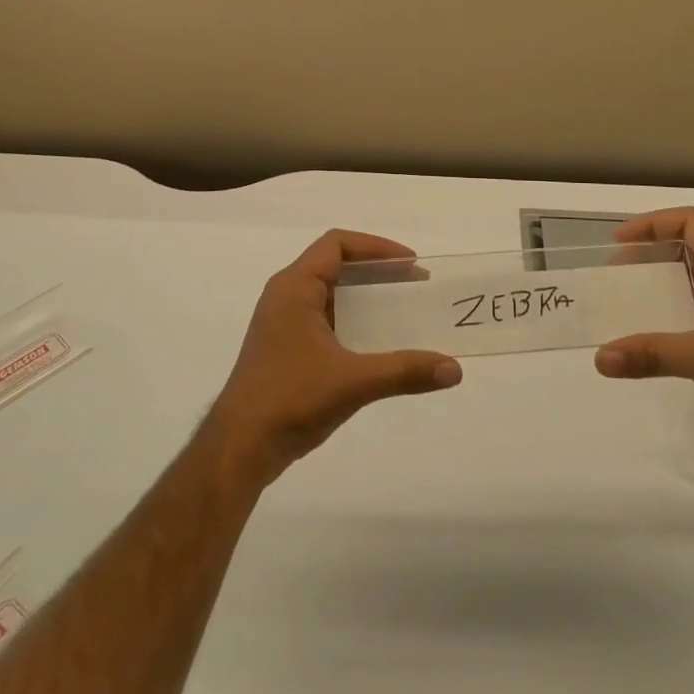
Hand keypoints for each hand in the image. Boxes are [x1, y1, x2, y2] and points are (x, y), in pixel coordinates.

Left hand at [205, 230, 461, 487]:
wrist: (238, 449)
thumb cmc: (290, 399)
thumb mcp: (352, 382)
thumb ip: (404, 371)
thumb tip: (455, 370)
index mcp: (295, 287)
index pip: (337, 244)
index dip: (375, 247)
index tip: (410, 263)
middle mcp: (286, 296)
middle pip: (335, 264)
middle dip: (376, 271)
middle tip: (414, 284)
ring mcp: (283, 323)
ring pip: (330, 293)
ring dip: (364, 296)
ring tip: (401, 308)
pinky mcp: (285, 348)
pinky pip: (325, 317)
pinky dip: (352, 319)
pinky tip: (375, 342)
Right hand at [595, 208, 693, 451]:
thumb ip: (653, 354)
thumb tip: (600, 359)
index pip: (689, 223)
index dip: (652, 225)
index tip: (619, 242)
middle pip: (690, 247)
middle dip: (653, 254)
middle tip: (618, 271)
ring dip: (664, 283)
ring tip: (630, 297)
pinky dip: (677, 311)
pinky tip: (657, 330)